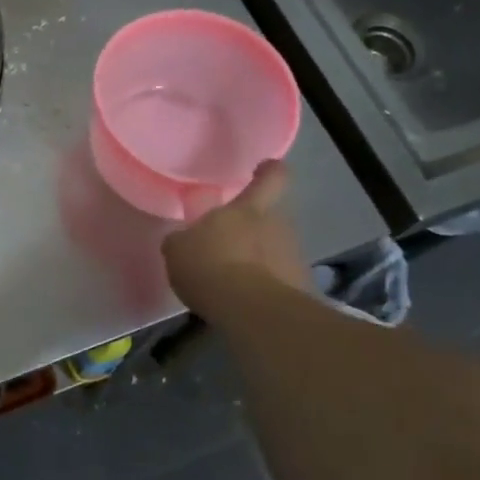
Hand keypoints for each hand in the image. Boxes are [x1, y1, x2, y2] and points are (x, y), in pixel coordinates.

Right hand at [162, 161, 307, 317]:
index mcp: (248, 209)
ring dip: (259, 261)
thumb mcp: (178, 250)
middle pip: (270, 218)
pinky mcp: (301, 288)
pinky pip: (280, 280)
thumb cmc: (211, 267)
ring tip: (235, 283)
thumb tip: (184, 240)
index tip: (263, 169)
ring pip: (276, 250)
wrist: (252, 311)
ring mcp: (294, 257)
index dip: (269, 171)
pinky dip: (266, 288)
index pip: (272, 177)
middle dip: (253, 230)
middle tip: (229, 246)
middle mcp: (278, 226)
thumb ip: (183, 241)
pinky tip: (247, 304)